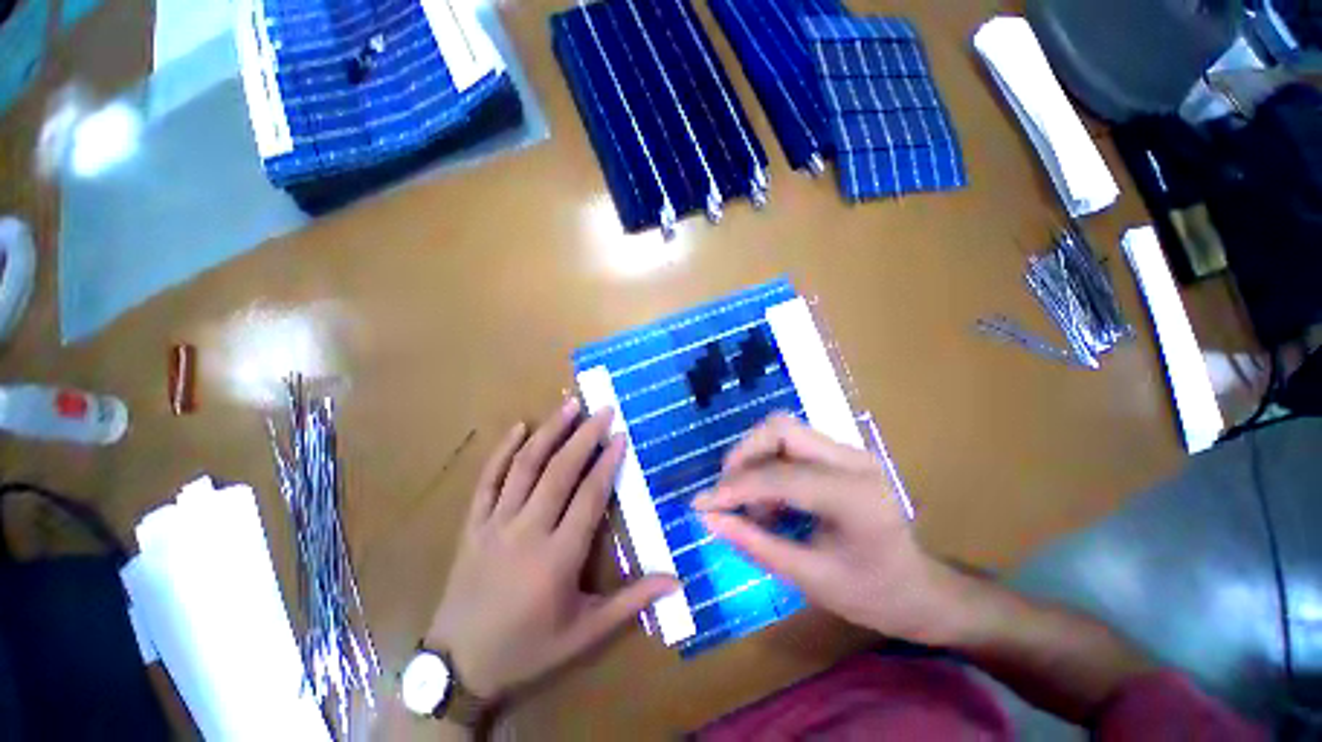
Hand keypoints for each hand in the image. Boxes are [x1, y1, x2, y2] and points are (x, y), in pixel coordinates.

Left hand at [425, 399, 675, 699]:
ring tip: (569, 405)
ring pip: (525, 467)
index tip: (621, 436)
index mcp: (558, 558)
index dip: (607, 463)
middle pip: (559, 472)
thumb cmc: (529, 649)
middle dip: (584, 436)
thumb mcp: (585, 633)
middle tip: (603, 409)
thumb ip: (632, 603)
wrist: (459, 668)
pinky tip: (518, 428)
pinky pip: (487, 480)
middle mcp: (527, 532)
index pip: (589, 497)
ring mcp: (495, 524)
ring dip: (549, 432)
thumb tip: (676, 582)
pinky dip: (502, 451)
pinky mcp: (473, 524)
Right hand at [692, 414, 961, 644]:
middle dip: (743, 456)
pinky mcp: (842, 454)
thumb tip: (707, 516)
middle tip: (728, 494)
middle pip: (779, 428)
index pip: (779, 474)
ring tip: (755, 505)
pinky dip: (769, 464)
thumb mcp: (809, 579)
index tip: (702, 504)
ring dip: (754, 460)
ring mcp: (849, 451)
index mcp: (854, 496)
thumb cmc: (871, 594)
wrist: (921, 589)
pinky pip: (791, 443)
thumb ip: (753, 543)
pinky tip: (772, 500)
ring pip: (782, 430)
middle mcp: (853, 459)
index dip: (734, 487)